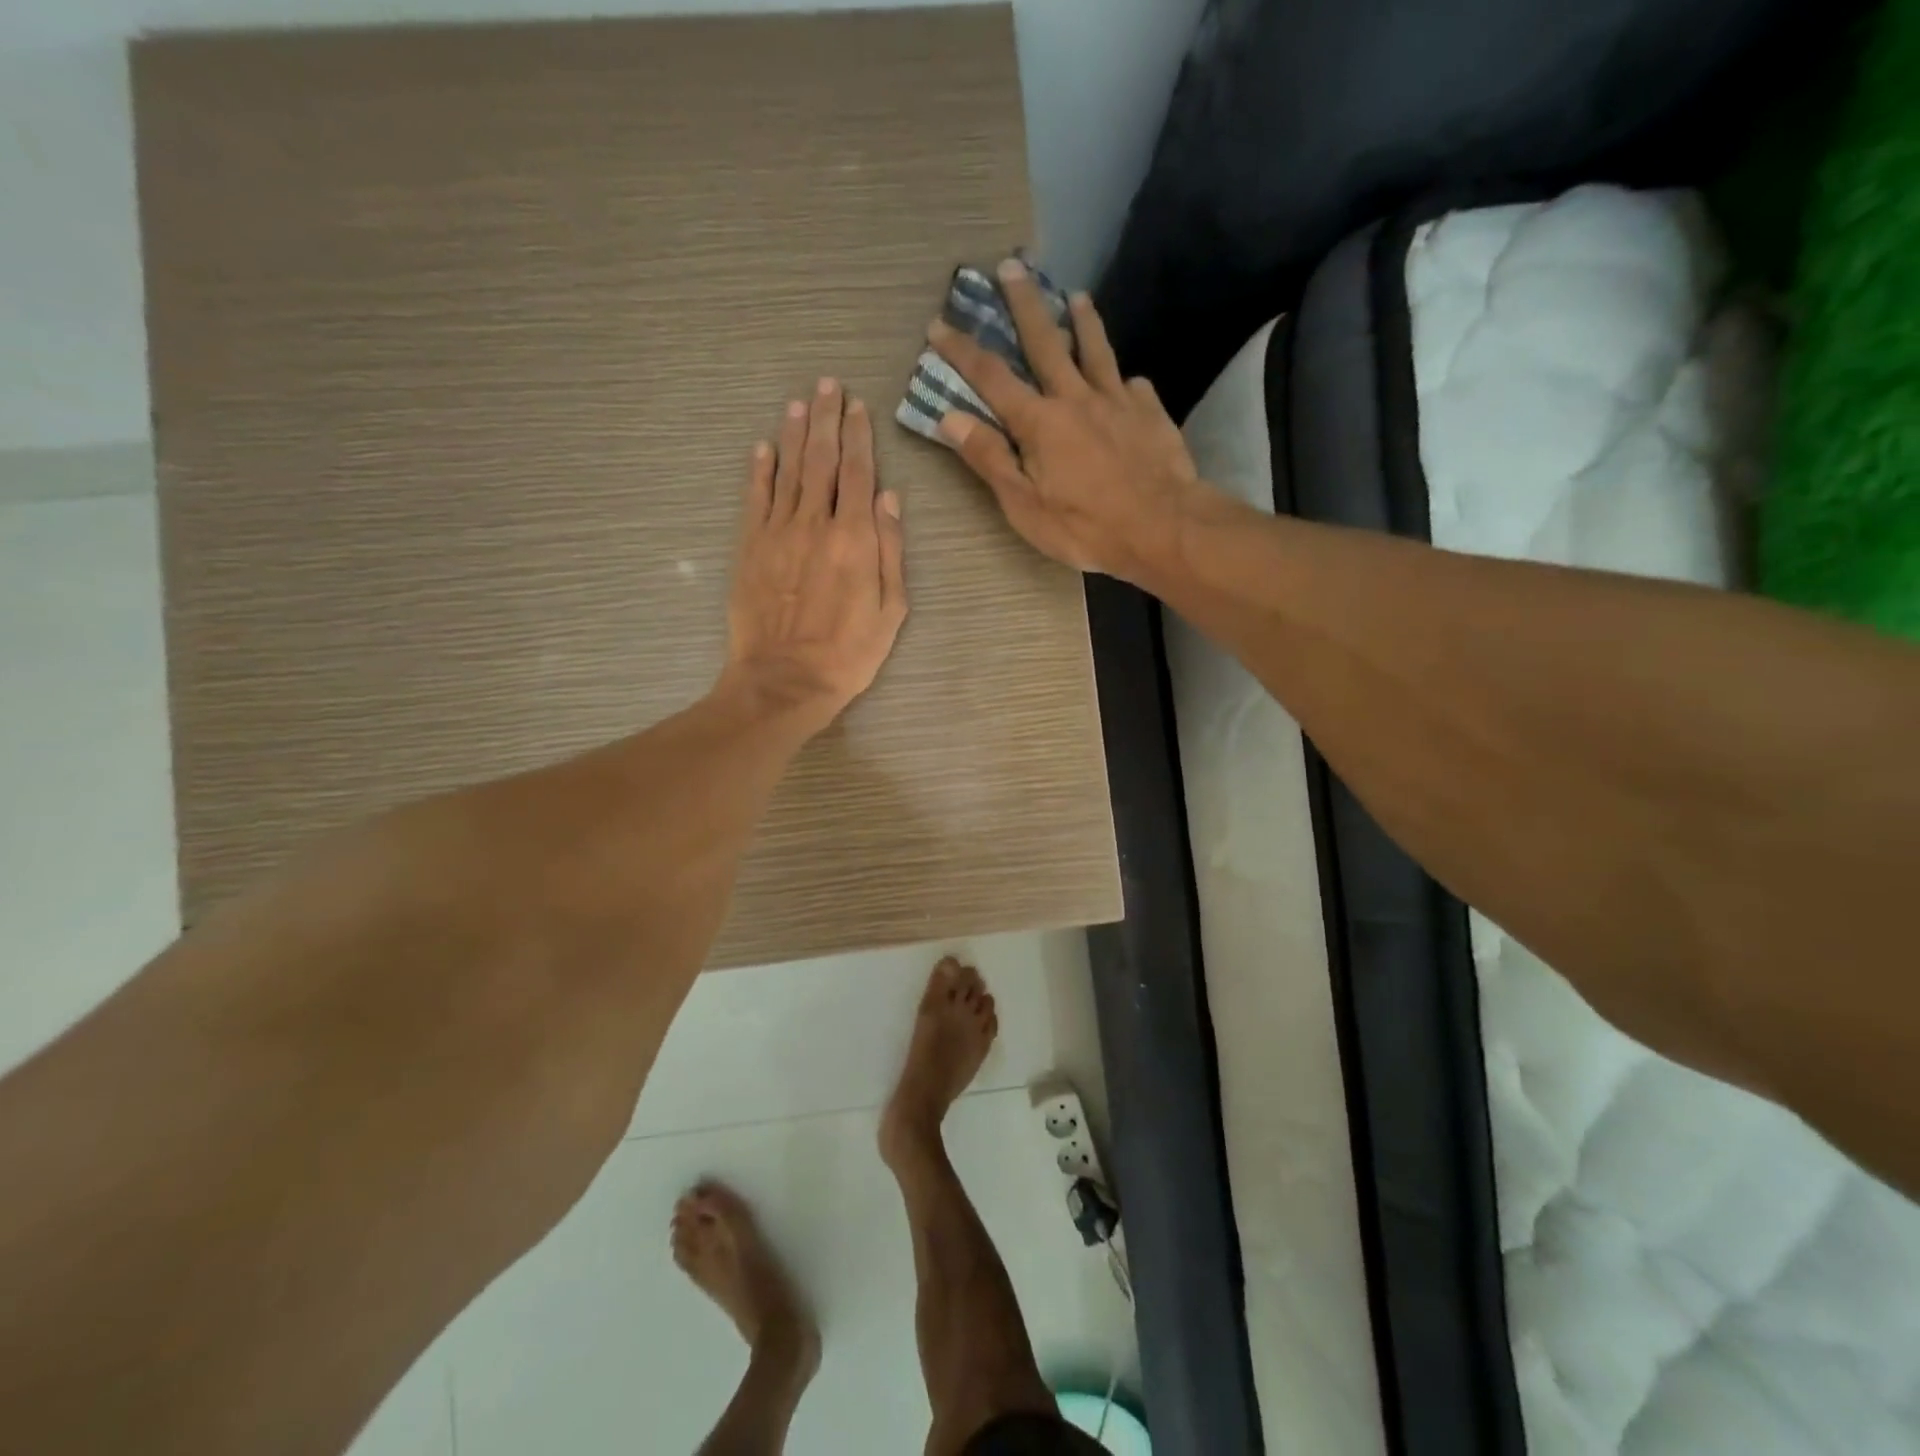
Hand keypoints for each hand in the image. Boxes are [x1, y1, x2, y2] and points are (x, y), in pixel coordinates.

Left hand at [721, 380, 906, 732]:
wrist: (785, 680)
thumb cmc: (849, 653)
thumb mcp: (892, 610)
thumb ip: (891, 550)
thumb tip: (888, 497)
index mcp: (856, 538)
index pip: (858, 472)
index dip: (858, 436)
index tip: (858, 406)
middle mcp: (816, 523)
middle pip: (821, 459)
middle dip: (826, 419)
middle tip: (828, 384)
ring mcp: (778, 532)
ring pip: (787, 470)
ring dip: (793, 433)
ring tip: (799, 402)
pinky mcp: (750, 547)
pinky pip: (755, 498)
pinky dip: (759, 470)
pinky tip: (762, 447)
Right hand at [927, 259, 1207, 580]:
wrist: (1162, 528)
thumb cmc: (1085, 527)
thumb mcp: (1024, 506)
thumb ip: (989, 459)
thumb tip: (950, 417)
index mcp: (1039, 422)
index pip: (991, 377)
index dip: (962, 351)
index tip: (939, 325)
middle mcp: (1076, 397)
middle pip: (1045, 342)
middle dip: (1024, 304)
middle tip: (1012, 266)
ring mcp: (1117, 400)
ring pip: (1096, 350)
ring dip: (1082, 321)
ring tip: (1076, 296)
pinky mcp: (1150, 412)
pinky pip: (1133, 386)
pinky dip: (1124, 381)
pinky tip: (1128, 382)